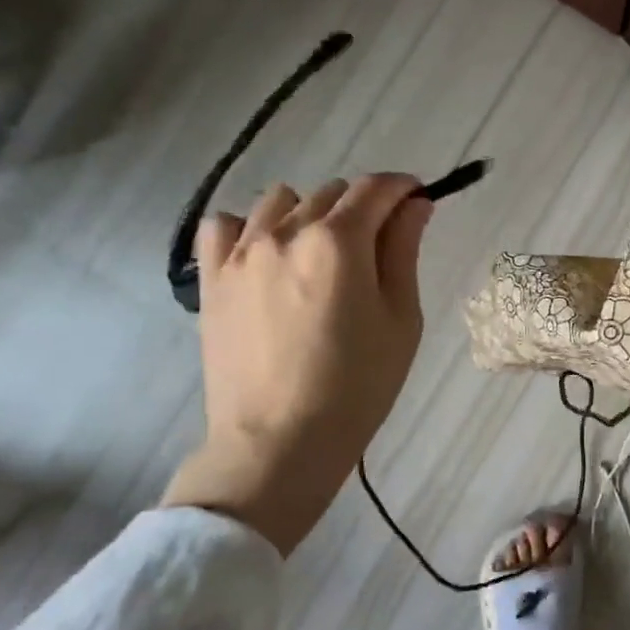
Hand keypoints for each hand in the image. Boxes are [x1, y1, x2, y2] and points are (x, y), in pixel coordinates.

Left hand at [162, 173, 432, 552]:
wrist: (279, 441)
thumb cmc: (357, 385)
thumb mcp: (400, 319)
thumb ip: (404, 251)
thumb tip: (415, 204)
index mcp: (339, 241)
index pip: (376, 189)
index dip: (403, 188)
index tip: (417, 201)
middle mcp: (286, 232)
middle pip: (332, 192)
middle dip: (362, 208)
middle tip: (376, 249)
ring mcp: (240, 253)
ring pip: (280, 201)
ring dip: (309, 213)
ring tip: (319, 256)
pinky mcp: (211, 279)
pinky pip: (223, 225)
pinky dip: (249, 228)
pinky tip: (266, 258)